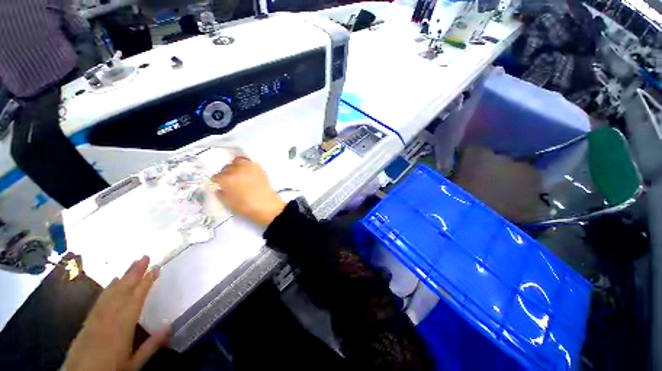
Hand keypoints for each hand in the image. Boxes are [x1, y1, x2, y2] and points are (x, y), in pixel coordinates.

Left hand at [64, 256, 168, 370]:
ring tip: (133, 263)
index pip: (136, 298)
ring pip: (111, 292)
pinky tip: (113, 282)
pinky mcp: (88, 320)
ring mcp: (96, 317)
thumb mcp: (134, 363)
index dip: (147, 282)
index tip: (156, 267)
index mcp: (122, 326)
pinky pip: (100, 300)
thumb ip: (151, 344)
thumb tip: (170, 324)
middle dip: (134, 273)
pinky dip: (108, 288)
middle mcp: (108, 317)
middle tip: (145, 256)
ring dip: (123, 276)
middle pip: (122, 291)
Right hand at [212, 157, 285, 225]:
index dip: (217, 182)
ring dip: (235, 166)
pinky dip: (245, 165)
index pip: (216, 176)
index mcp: (227, 179)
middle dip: (226, 174)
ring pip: (237, 161)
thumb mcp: (229, 203)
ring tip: (238, 174)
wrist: (267, 205)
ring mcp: (248, 167)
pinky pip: (248, 162)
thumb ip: (221, 193)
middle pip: (226, 168)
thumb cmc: (247, 206)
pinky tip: (246, 172)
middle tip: (229, 181)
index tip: (220, 185)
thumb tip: (220, 188)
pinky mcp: (258, 167)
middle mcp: (236, 170)